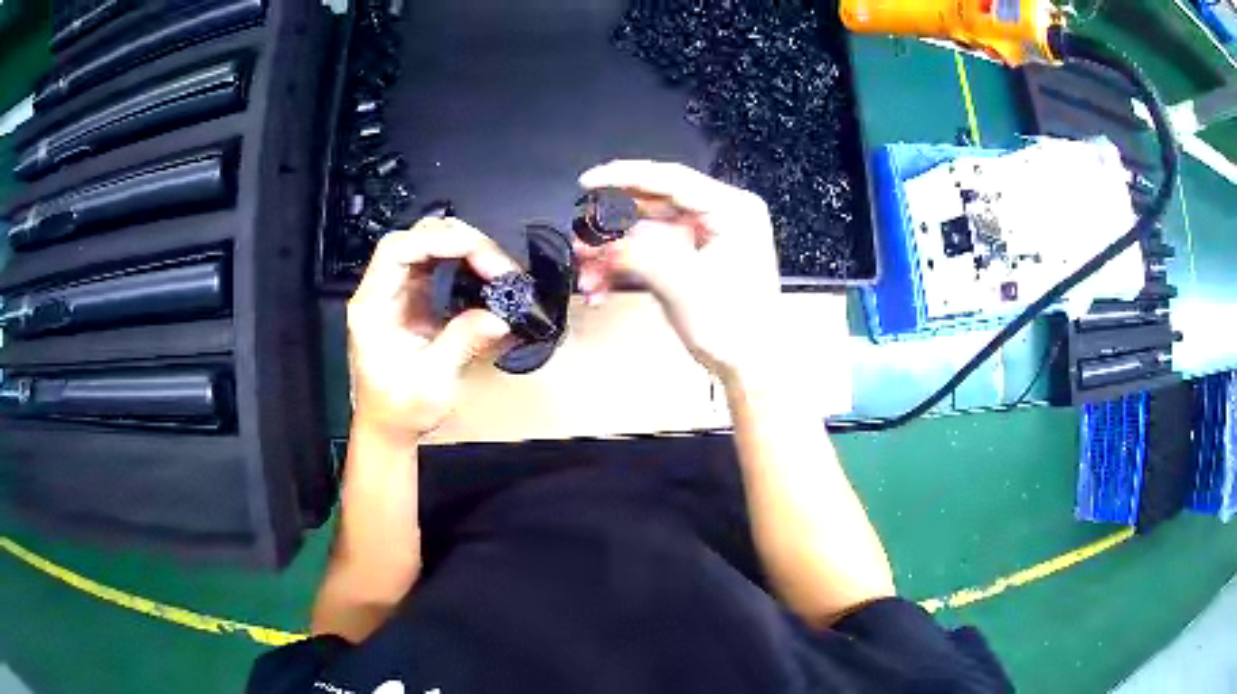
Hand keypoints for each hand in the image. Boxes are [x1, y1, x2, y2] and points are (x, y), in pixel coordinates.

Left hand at [347, 217, 517, 444]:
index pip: (397, 250)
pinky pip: (439, 266)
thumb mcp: (431, 381)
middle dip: (460, 242)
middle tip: (496, 264)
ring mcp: (398, 293)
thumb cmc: (398, 409)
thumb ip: (463, 343)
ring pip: (430, 247)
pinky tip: (485, 276)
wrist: (389, 427)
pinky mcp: (414, 299)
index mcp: (372, 306)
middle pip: (416, 239)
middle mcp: (382, 291)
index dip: (437, 241)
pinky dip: (465, 264)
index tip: (475, 251)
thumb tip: (499, 317)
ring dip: (466, 250)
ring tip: (496, 269)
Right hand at [575, 160, 780, 378]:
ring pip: (648, 232)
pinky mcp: (697, 259)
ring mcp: (708, 238)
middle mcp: (722, 217)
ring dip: (615, 253)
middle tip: (582, 241)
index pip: (671, 179)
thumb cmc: (736, 328)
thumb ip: (640, 255)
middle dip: (613, 227)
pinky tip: (603, 286)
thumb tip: (604, 243)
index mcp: (732, 210)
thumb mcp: (683, 286)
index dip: (624, 176)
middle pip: (653, 206)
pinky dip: (628, 267)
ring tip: (588, 273)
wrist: (752, 367)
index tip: (588, 182)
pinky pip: (655, 253)